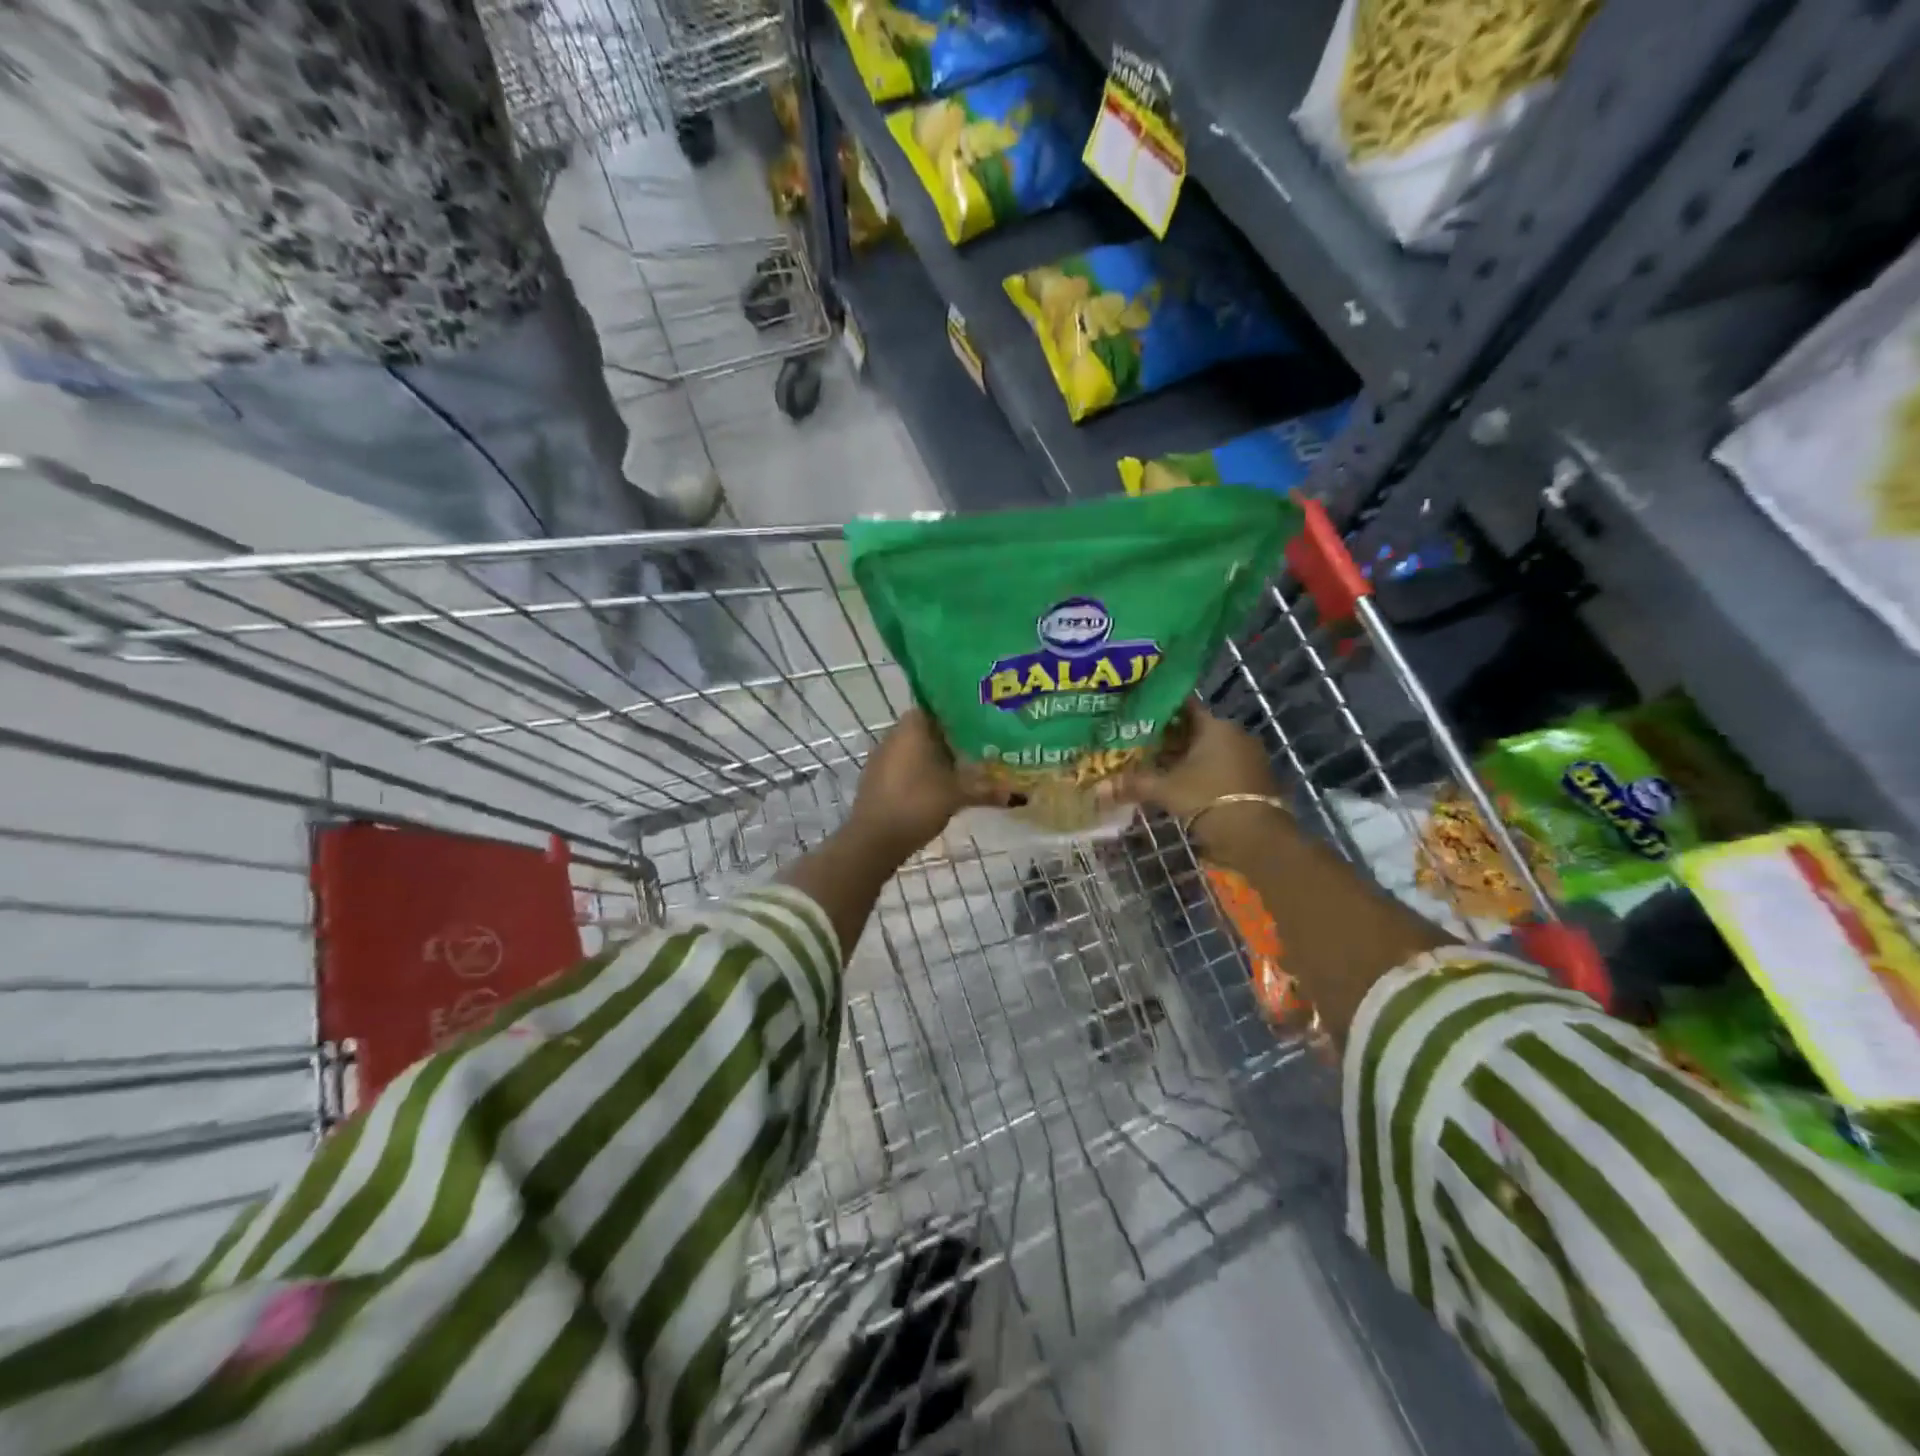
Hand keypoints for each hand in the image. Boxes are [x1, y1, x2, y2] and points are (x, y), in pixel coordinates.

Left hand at [847, 709, 1001, 859]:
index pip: (940, 706)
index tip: (984, 721)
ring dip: (938, 757)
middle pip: (930, 728)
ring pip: (917, 749)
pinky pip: (906, 766)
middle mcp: (894, 734)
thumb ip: (988, 790)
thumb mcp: (958, 794)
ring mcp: (883, 756)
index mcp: (913, 726)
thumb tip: (1022, 795)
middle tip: (983, 745)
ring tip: (968, 767)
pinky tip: (942, 786)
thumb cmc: (917, 803)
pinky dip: (923, 772)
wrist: (874, 839)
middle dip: (954, 738)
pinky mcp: (877, 778)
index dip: (962, 712)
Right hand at [1119, 707, 1285, 852]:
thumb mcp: (1165, 790)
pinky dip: (1203, 773)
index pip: (1184, 707)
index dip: (1160, 712)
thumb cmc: (1207, 798)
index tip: (1138, 718)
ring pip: (1209, 750)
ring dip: (1186, 758)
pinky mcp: (1254, 778)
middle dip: (1170, 739)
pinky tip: (1183, 785)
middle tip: (1141, 746)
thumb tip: (1098, 787)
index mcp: (1215, 726)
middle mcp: (1235, 734)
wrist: (1255, 836)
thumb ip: (1134, 783)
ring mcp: (1248, 757)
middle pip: (1196, 730)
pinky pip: (1222, 767)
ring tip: (1157, 768)